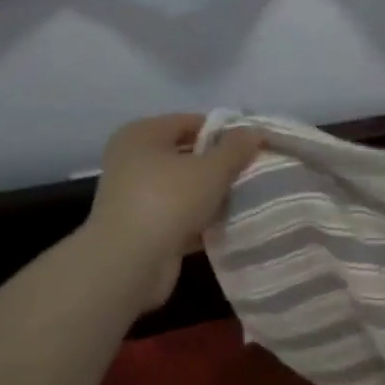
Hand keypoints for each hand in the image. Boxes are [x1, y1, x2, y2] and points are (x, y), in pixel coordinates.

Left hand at [81, 115, 263, 309]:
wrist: (129, 263)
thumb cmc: (169, 200)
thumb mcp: (213, 168)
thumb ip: (236, 148)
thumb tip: (254, 132)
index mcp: (143, 135)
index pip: (192, 122)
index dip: (225, 132)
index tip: (253, 148)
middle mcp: (132, 160)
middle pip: (187, 154)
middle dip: (220, 165)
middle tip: (252, 173)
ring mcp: (133, 195)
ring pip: (184, 187)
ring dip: (212, 194)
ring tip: (244, 199)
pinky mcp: (140, 227)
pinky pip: (179, 214)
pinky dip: (200, 219)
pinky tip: (227, 225)